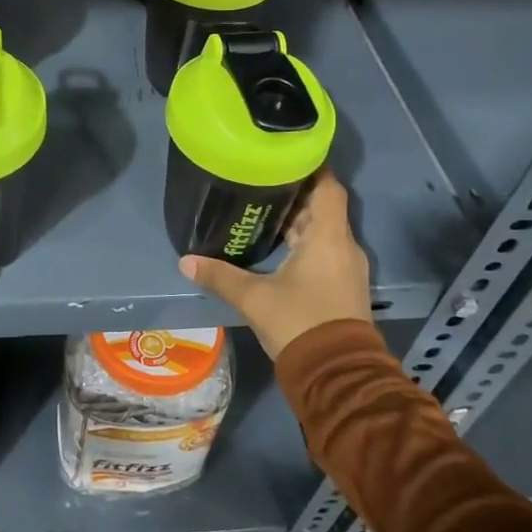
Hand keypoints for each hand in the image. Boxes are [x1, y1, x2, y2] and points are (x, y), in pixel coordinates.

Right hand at [179, 169, 371, 359]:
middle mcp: (344, 246)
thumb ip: (220, 276)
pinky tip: (277, 247)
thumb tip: (185, 260)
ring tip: (263, 210)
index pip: (328, 186)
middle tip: (261, 182)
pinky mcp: (343, 286)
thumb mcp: (254, 298)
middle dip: (294, 194)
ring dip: (298, 221)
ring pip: (323, 231)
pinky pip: (325, 250)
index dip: (311, 168)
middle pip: (323, 207)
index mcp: (328, 237)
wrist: (337, 375)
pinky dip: (304, 242)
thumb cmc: (300, 323)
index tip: (284, 156)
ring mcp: (347, 267)